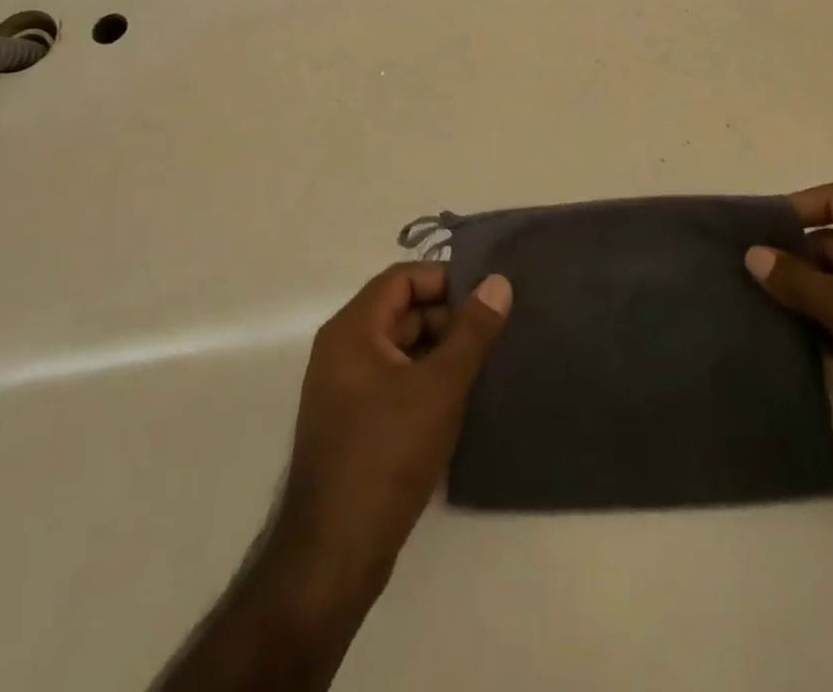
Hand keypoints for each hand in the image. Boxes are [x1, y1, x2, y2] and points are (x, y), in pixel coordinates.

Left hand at [272, 264, 511, 599]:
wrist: (333, 554)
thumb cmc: (386, 455)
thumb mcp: (440, 387)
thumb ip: (472, 332)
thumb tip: (499, 282)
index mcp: (352, 329)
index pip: (402, 278)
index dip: (446, 280)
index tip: (488, 298)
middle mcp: (343, 349)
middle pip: (402, 311)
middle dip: (448, 318)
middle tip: (495, 335)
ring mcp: (345, 387)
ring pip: (401, 348)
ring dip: (441, 352)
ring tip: (488, 365)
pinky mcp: (354, 421)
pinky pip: (395, 380)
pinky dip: (427, 380)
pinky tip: (462, 399)